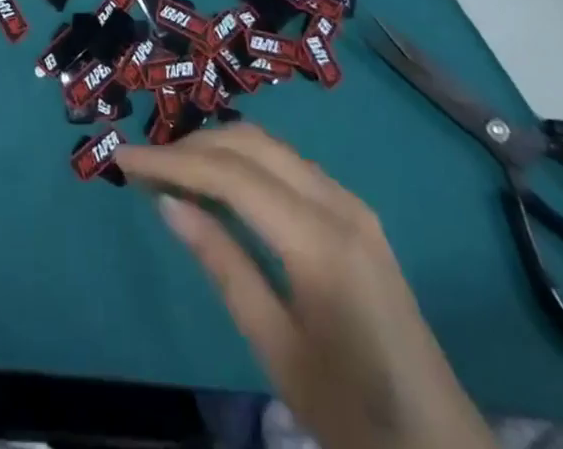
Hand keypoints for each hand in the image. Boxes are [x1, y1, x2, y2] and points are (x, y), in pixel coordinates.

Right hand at [118, 124, 493, 448]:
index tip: (123, 158)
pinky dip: (246, 161)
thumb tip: (168, 203)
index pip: (230, 175)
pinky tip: (220, 183)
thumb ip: (223, 265)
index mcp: (318, 239)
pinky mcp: (354, 211)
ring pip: (271, 146)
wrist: (439, 444)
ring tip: (172, 169)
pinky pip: (289, 165)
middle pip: (251, 144)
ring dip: (218, 147)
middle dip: (192, 145)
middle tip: (143, 164)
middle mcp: (337, 201)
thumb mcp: (277, 348)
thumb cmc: (353, 411)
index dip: (172, 161)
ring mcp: (350, 201)